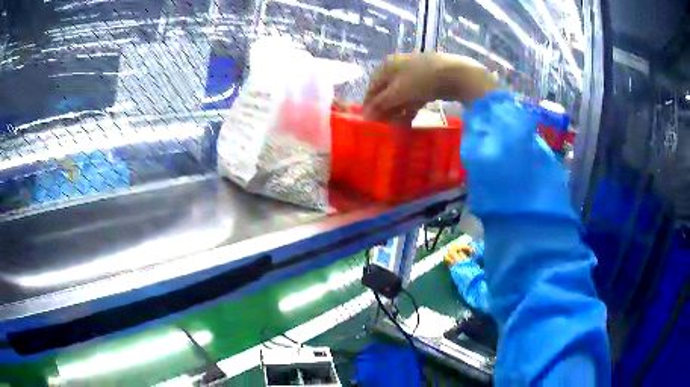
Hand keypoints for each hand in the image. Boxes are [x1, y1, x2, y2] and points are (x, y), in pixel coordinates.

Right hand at [363, 53, 495, 121]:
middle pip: (386, 93)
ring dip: (397, 113)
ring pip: (400, 98)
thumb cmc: (421, 79)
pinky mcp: (427, 86)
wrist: (456, 74)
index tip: (367, 123)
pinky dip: (410, 111)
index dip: (368, 105)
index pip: (372, 88)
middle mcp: (398, 70)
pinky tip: (408, 124)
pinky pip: (413, 100)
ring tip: (395, 130)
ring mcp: (414, 77)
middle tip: (382, 129)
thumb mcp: (397, 92)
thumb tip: (365, 117)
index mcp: (387, 67)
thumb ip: (380, 104)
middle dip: (384, 111)